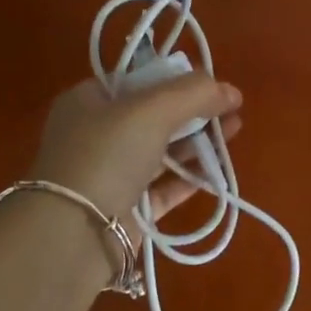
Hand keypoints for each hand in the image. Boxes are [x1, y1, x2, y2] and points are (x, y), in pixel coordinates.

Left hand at [29, 75, 242, 236]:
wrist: (74, 232)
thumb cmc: (107, 155)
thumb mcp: (151, 110)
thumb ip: (193, 94)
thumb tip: (231, 90)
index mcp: (89, 100)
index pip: (137, 80)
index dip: (175, 79)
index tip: (209, 84)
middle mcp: (97, 135)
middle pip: (154, 116)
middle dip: (194, 111)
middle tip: (232, 109)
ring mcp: (111, 174)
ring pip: (162, 152)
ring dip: (198, 142)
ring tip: (235, 131)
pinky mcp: (127, 209)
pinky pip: (164, 187)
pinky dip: (190, 178)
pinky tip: (219, 171)